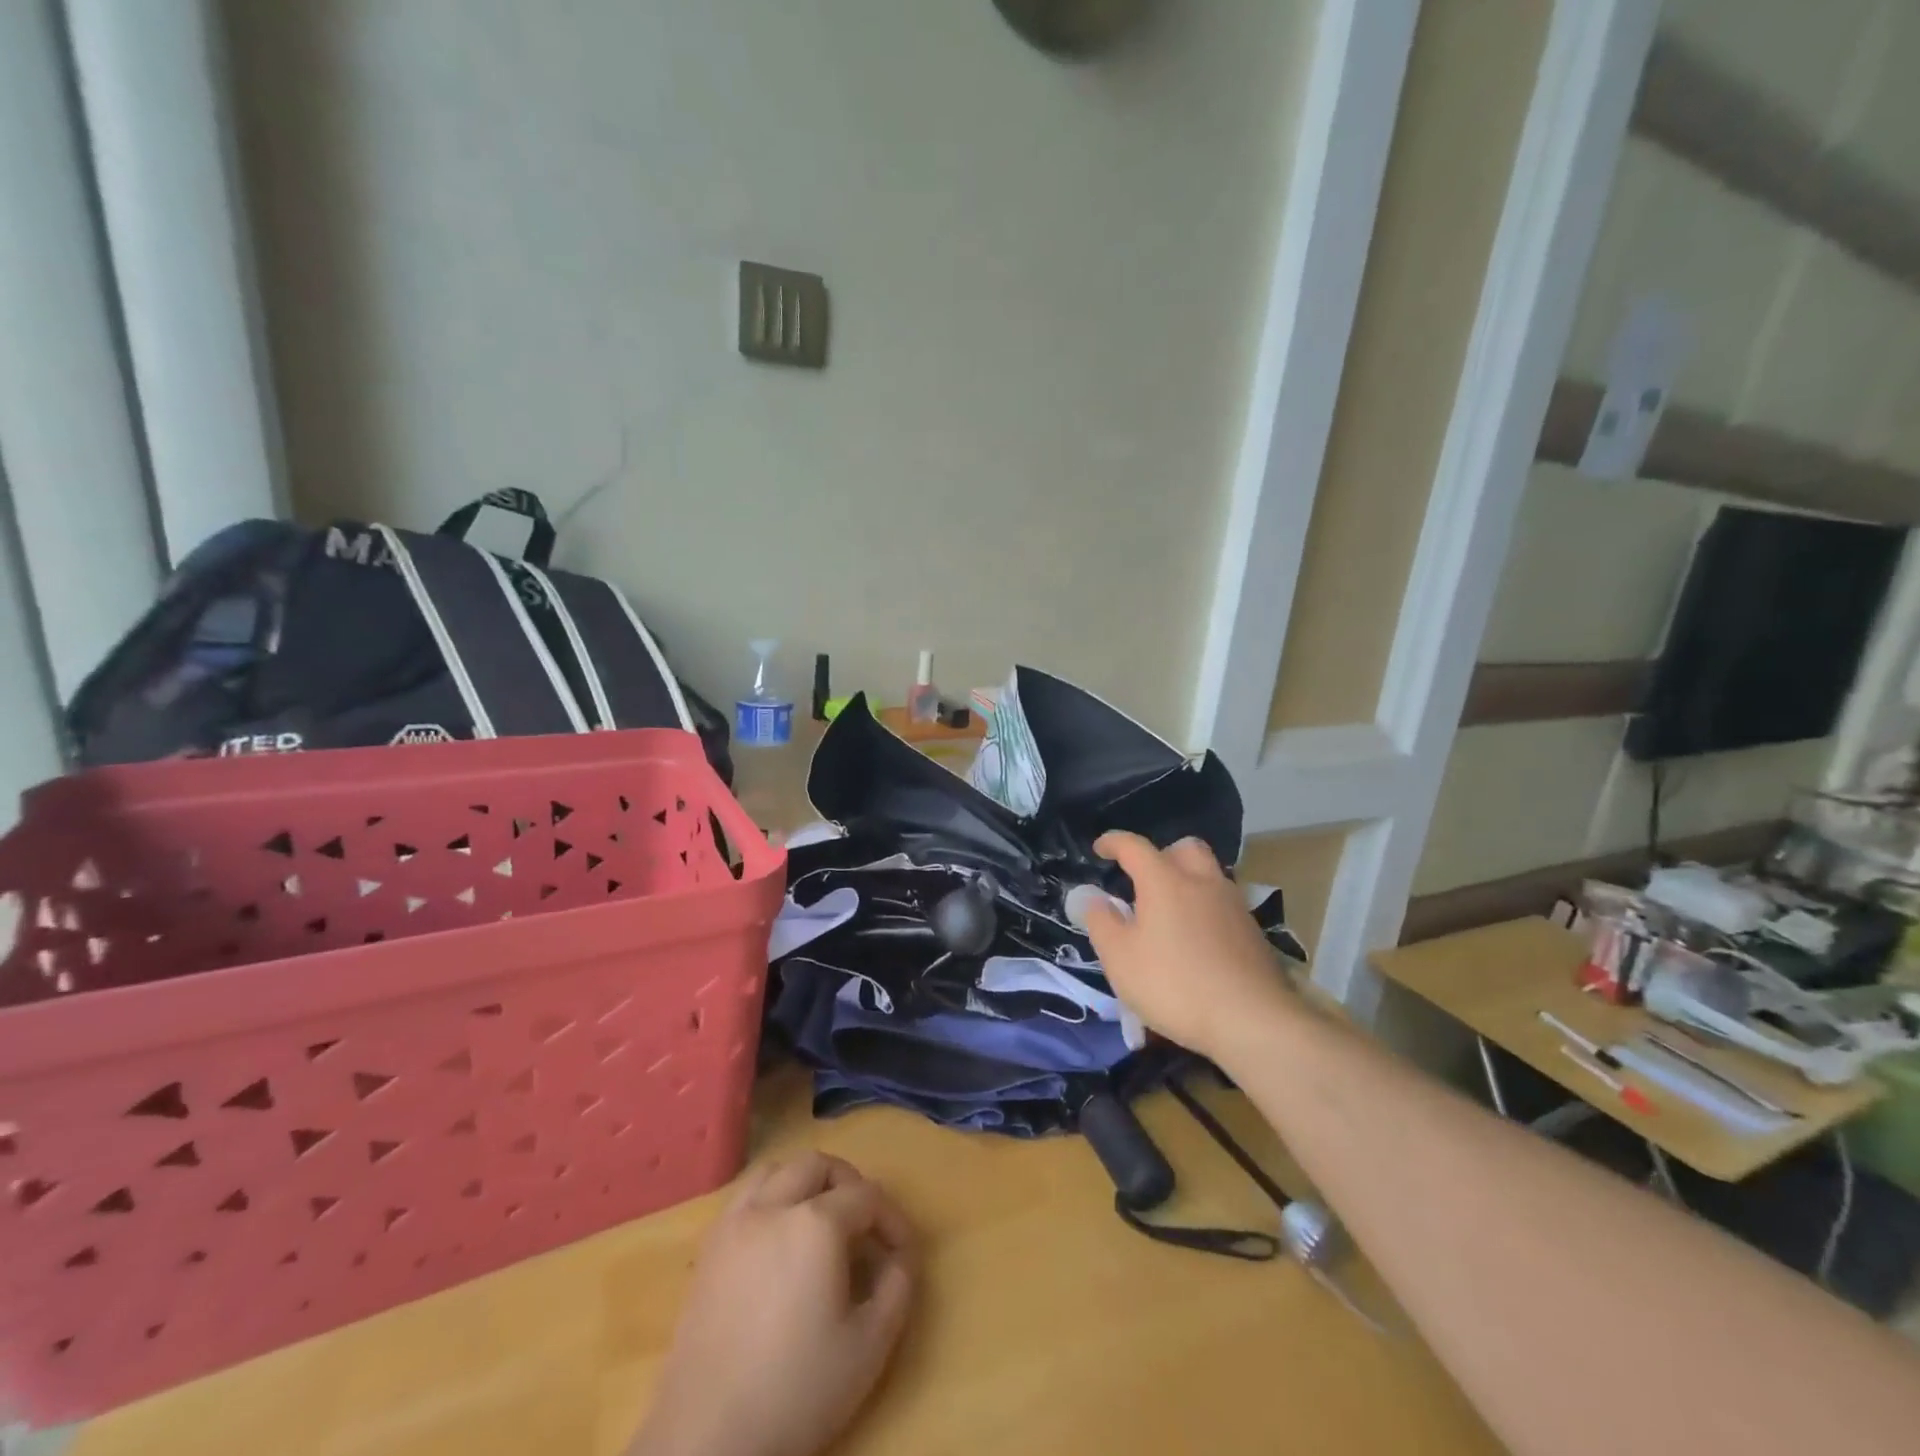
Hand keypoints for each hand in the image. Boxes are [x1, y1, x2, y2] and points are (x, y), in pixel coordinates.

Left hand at [630, 1153, 916, 1455]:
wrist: (707, 1439)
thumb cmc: (796, 1390)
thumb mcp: (869, 1347)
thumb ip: (898, 1288)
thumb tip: (900, 1257)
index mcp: (816, 1224)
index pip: (867, 1196)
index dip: (892, 1220)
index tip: (903, 1254)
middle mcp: (773, 1206)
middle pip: (818, 1165)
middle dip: (849, 1184)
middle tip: (864, 1224)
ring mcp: (735, 1223)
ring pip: (776, 1170)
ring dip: (805, 1182)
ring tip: (820, 1218)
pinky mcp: (708, 1248)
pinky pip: (744, 1196)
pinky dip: (769, 1198)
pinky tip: (777, 1238)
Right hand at [1081, 831, 1295, 1062]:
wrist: (1252, 1020)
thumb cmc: (1174, 984)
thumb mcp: (1119, 957)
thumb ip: (1101, 921)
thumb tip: (1092, 897)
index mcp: (1165, 880)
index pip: (1135, 847)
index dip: (1114, 842)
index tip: (1100, 848)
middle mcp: (1202, 882)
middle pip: (1184, 849)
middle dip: (1162, 855)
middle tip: (1145, 880)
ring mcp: (1234, 906)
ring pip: (1209, 876)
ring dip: (1187, 882)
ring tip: (1170, 914)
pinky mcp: (1254, 933)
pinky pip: (1223, 905)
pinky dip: (1205, 911)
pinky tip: (1197, 941)